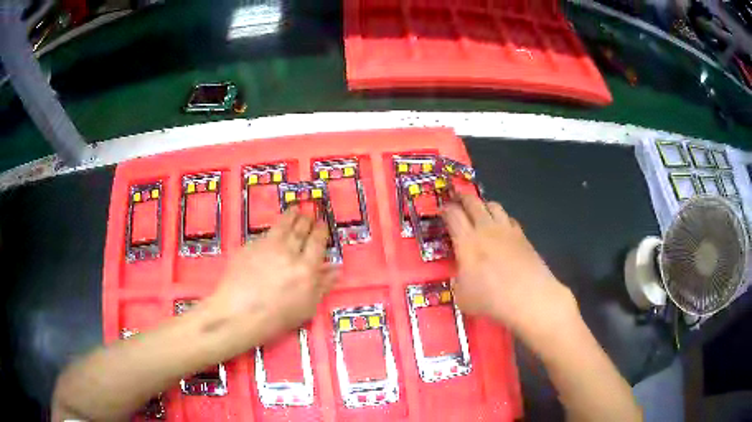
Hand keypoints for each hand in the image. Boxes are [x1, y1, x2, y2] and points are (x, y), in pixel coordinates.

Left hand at [206, 207, 337, 345]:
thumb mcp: (307, 307)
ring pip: (283, 225)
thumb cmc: (276, 317)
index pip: (317, 242)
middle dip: (307, 220)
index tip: (322, 223)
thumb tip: (336, 269)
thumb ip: (322, 286)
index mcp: (306, 268)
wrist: (239, 314)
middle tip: (309, 214)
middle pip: (301, 230)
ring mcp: (267, 246)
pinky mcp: (250, 246)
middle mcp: (289, 252)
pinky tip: (275, 227)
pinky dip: (274, 227)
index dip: (321, 230)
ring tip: (295, 209)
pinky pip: (266, 232)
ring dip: (292, 216)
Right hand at [442, 194, 576, 338]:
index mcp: (467, 241)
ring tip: (480, 211)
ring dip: (483, 205)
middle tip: (457, 199)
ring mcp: (507, 230)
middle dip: (462, 197)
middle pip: (473, 202)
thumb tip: (460, 277)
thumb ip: (458, 282)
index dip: (445, 209)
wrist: (529, 297)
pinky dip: (502, 218)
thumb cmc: (491, 299)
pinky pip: (509, 218)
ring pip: (493, 205)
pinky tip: (501, 228)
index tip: (442, 210)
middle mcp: (486, 229)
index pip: (453, 214)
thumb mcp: (462, 297)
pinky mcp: (522, 236)